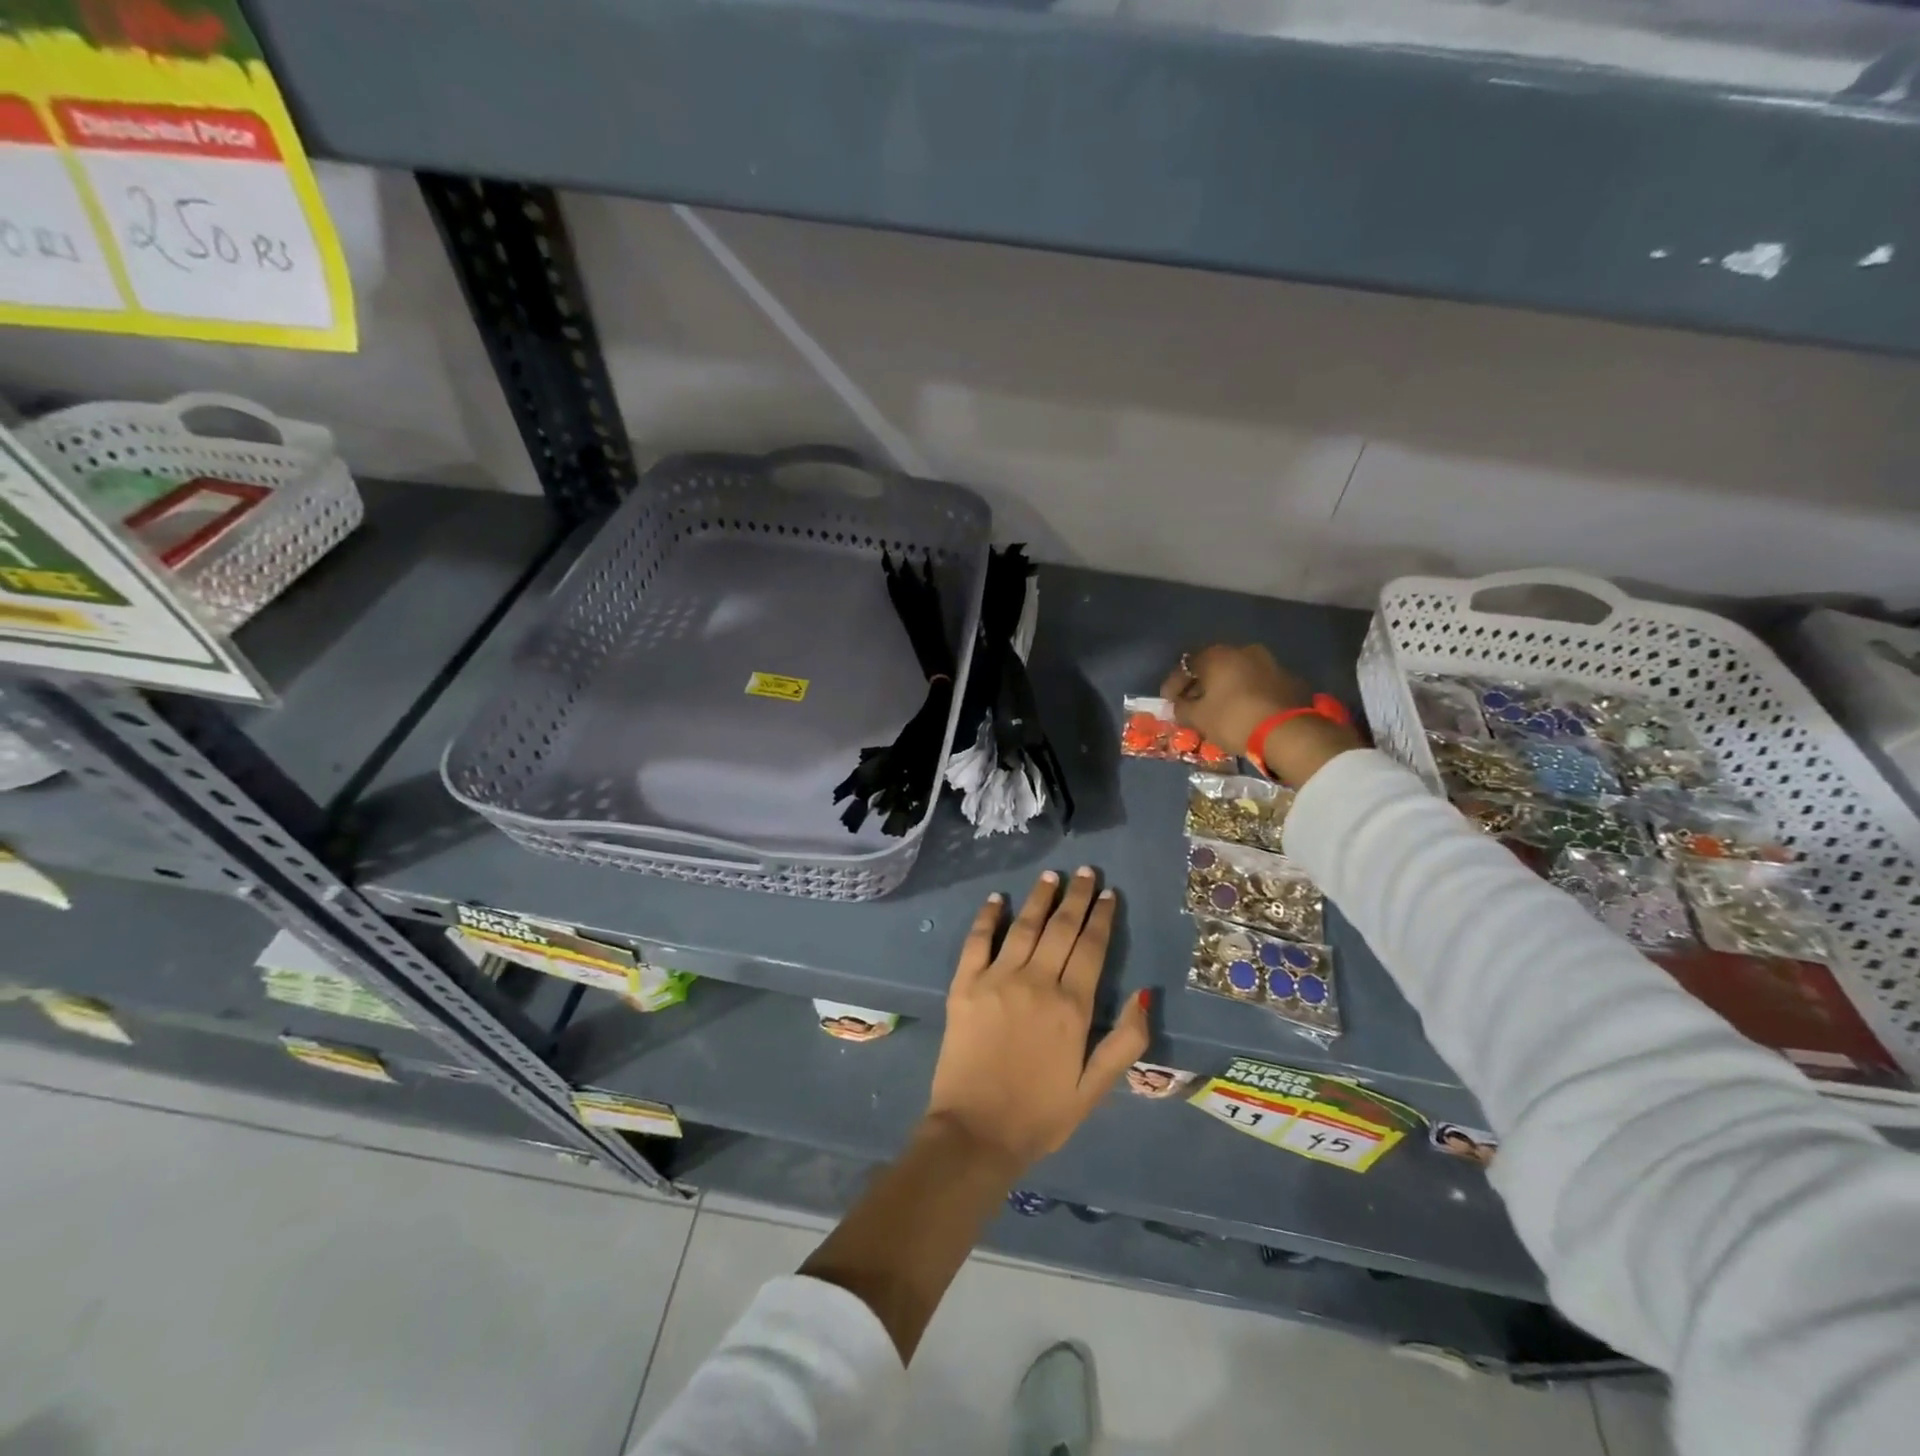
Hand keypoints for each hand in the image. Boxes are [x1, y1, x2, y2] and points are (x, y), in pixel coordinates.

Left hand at [926, 869, 1150, 1174]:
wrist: (975, 1133)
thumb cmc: (1040, 1115)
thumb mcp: (1094, 1088)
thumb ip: (1125, 1041)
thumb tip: (1145, 994)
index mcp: (1071, 1006)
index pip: (1091, 948)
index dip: (1101, 917)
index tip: (1108, 894)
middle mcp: (1036, 982)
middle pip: (1061, 928)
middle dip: (1077, 897)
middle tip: (1086, 871)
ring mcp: (996, 980)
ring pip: (1024, 926)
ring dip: (1040, 898)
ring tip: (1052, 876)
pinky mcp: (964, 985)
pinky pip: (976, 941)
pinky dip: (987, 917)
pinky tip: (997, 899)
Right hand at [1162, 644, 1360, 786]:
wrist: (1288, 732)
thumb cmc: (1233, 719)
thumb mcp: (1198, 718)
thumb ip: (1182, 708)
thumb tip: (1178, 705)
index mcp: (1218, 655)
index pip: (1186, 665)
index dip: (1173, 685)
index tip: (1168, 702)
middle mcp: (1244, 651)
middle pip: (1214, 667)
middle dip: (1200, 685)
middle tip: (1192, 705)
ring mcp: (1271, 663)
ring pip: (1238, 674)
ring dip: (1225, 689)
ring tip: (1218, 710)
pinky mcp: (1289, 680)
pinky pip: (1257, 684)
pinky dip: (1246, 695)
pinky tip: (1242, 712)